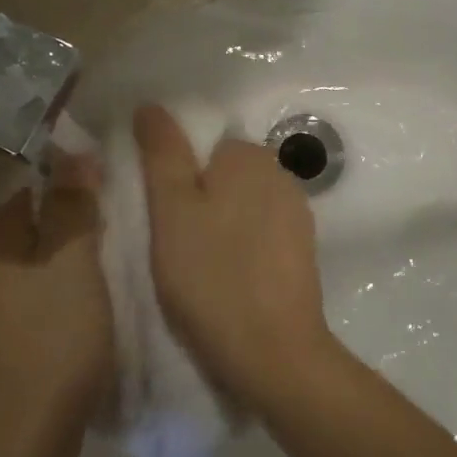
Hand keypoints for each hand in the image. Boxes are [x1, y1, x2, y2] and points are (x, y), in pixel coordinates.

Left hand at [0, 162, 113, 456]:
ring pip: (32, 264)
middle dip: (70, 228)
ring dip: (66, 264)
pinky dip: (55, 295)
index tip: (109, 206)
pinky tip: (82, 311)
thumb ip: (72, 204)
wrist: (23, 434)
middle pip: (31, 226)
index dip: (72, 190)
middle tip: (114, 241)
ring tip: (106, 275)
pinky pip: (29, 297)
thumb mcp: (73, 261)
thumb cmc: (53, 337)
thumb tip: (72, 152)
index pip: (30, 188)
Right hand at [134, 105, 339, 410]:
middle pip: (223, 175)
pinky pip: (261, 234)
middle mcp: (281, 174)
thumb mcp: (171, 210)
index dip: (176, 178)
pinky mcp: (304, 250)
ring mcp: (298, 214)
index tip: (160, 215)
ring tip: (198, 266)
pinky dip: (242, 247)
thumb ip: (162, 153)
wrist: (273, 351)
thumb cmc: (211, 275)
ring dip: (220, 225)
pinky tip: (228, 278)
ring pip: (242, 206)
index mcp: (248, 156)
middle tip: (173, 244)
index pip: (202, 147)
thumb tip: (153, 105)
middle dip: (199, 201)